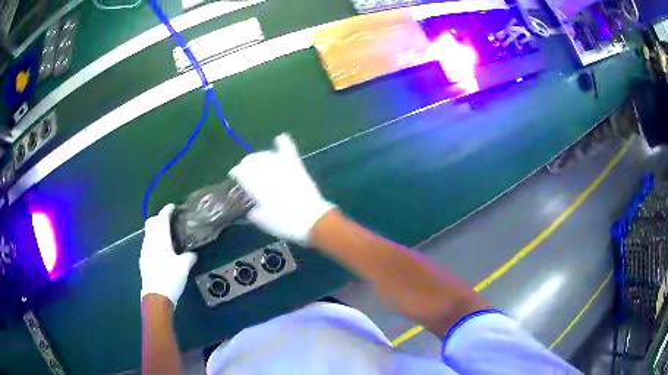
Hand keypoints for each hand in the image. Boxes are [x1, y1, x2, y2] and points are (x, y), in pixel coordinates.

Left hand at [140, 204, 197, 307]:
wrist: (156, 297)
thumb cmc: (170, 278)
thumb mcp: (184, 267)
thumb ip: (189, 257)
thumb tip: (193, 254)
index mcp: (160, 239)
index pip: (162, 218)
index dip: (167, 210)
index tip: (173, 207)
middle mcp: (150, 241)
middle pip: (151, 222)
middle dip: (159, 218)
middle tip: (170, 221)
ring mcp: (145, 251)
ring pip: (149, 234)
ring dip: (156, 231)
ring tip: (167, 237)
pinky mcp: (143, 260)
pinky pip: (148, 244)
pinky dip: (154, 242)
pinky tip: (162, 252)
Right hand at [229, 134, 333, 243]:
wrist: (313, 221)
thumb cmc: (286, 225)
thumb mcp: (264, 222)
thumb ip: (254, 211)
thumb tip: (251, 206)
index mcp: (257, 188)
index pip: (241, 173)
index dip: (236, 172)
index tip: (235, 175)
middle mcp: (267, 175)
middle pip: (252, 161)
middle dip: (247, 164)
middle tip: (247, 171)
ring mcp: (283, 169)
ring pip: (266, 155)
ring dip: (260, 157)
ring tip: (259, 161)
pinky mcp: (297, 168)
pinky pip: (289, 151)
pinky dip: (284, 143)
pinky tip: (280, 138)